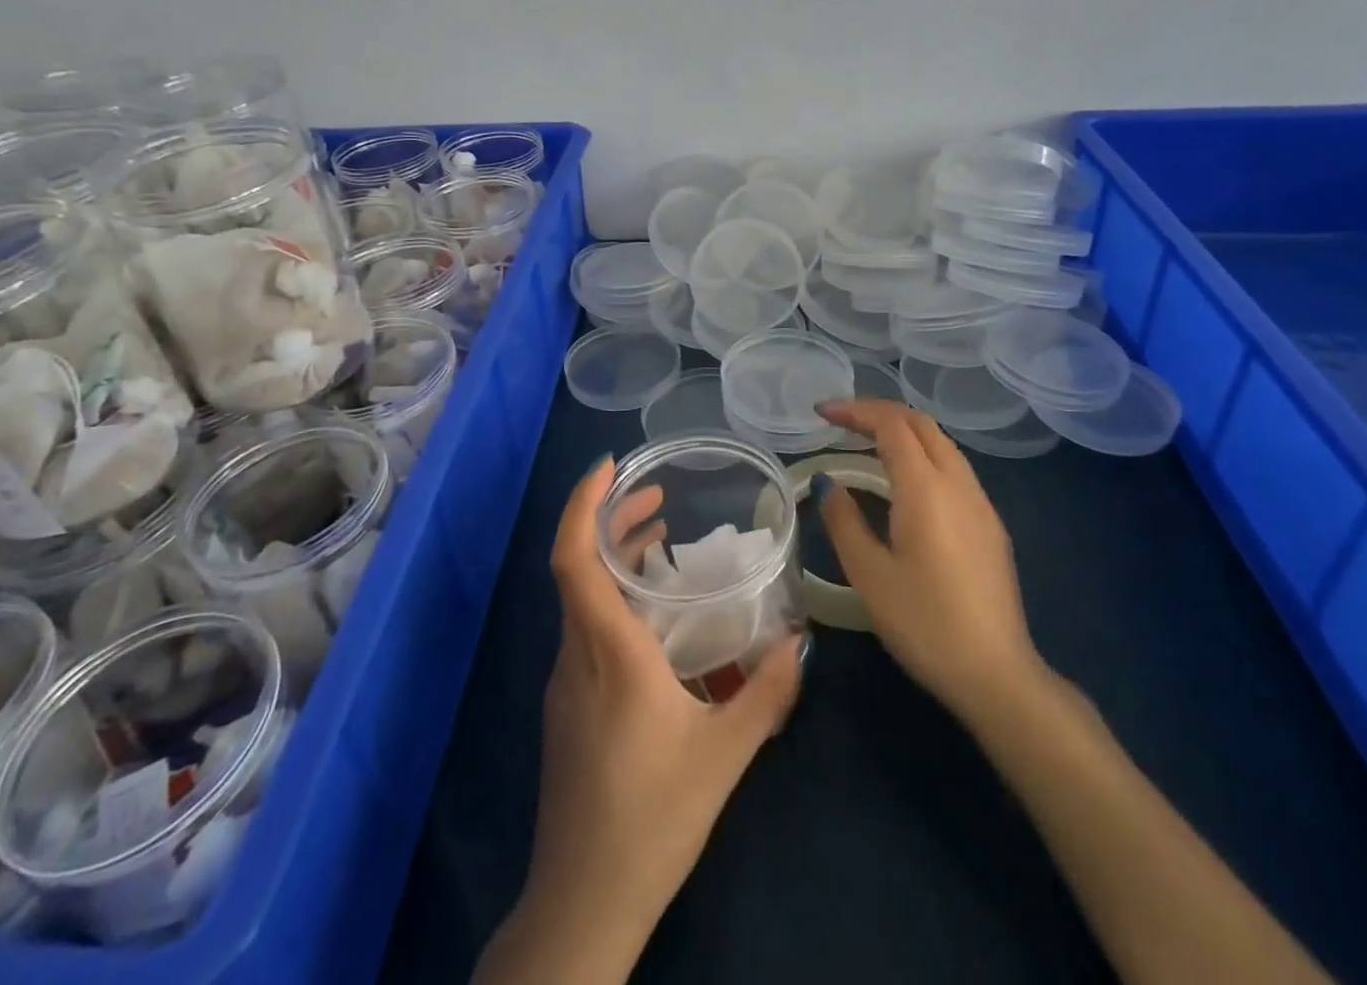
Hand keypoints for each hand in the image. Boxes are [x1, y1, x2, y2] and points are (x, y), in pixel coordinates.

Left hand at [474, 455, 801, 983]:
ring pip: (582, 596)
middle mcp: (577, 653)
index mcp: (608, 651)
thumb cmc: (652, 819)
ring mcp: (566, 679)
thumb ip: (767, 692)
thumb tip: (800, 641)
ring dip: (615, 558)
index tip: (610, 466)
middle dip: (611, 519)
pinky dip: (616, 596)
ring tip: (661, 539)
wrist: (583, 901)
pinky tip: (656, 615)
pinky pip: (587, 626)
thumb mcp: (724, 754)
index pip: (573, 557)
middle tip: (657, 496)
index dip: (583, 504)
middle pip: (578, 565)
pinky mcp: (569, 703)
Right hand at [815, 399, 1050, 726]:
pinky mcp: (991, 525)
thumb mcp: (869, 575)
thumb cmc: (925, 624)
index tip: (821, 413)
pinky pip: (954, 469)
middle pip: (921, 424)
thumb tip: (828, 483)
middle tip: (841, 423)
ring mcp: (981, 504)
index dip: (855, 410)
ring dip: (904, 432)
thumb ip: (844, 521)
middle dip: (879, 413)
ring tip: (866, 445)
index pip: (892, 424)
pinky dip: (922, 455)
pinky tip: (903, 483)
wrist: (997, 675)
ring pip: (942, 444)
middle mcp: (959, 484)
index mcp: (927, 489)